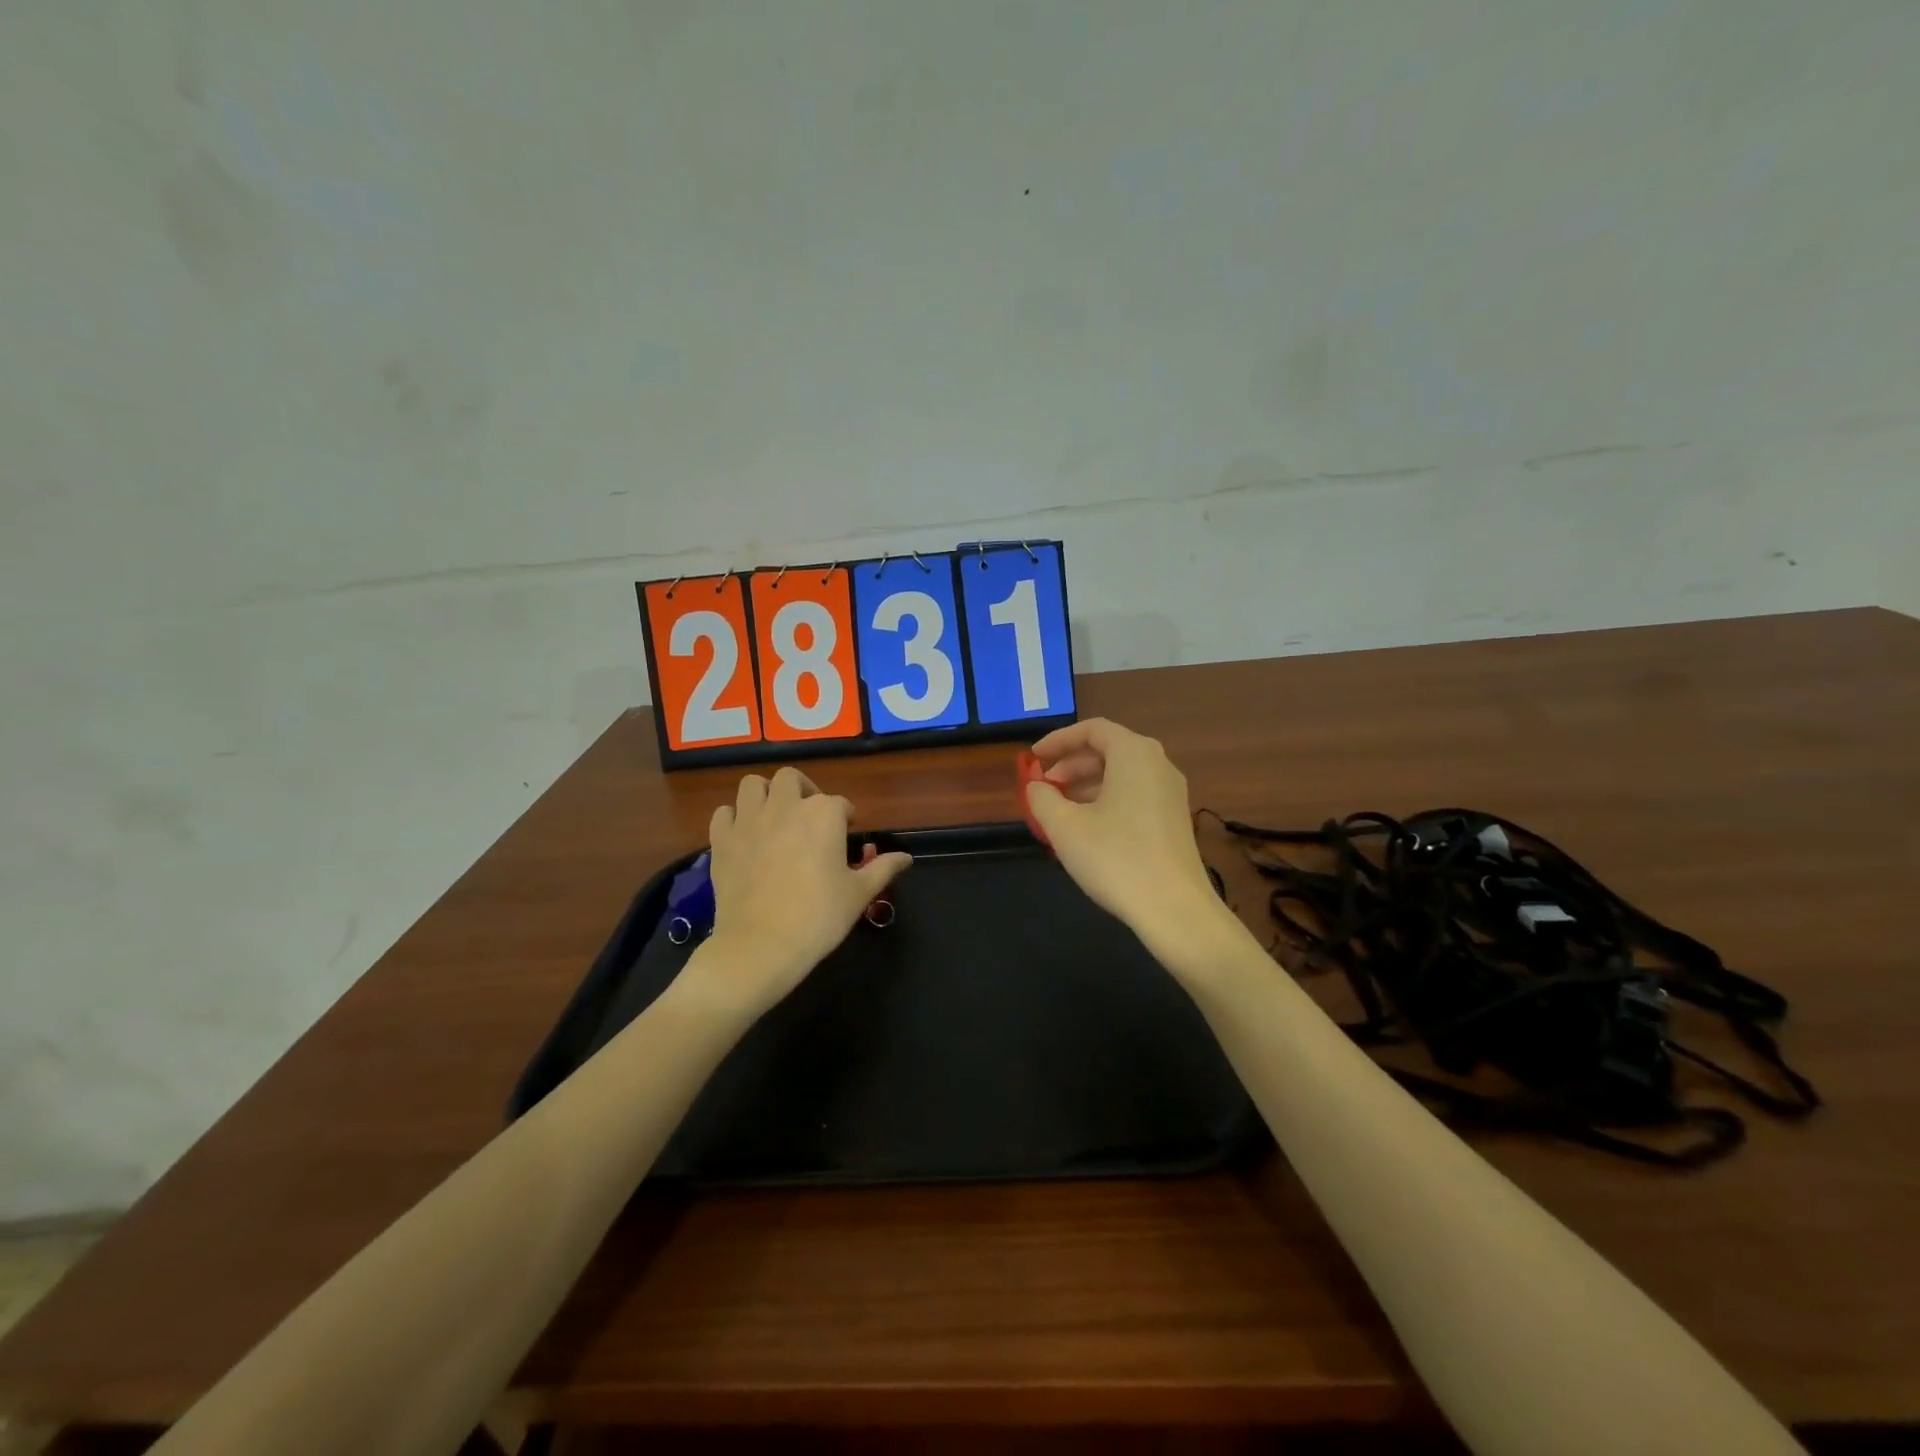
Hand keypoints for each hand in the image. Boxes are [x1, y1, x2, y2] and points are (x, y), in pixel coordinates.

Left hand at [696, 767, 911, 1018]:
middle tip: (809, 815)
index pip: (840, 804)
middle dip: (803, 790)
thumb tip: (906, 857)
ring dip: (765, 794)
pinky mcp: (722, 839)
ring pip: (753, 785)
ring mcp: (749, 820)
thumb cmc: (819, 917)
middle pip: (792, 779)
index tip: (847, 835)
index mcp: (824, 815)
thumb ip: (883, 868)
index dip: (845, 818)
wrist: (762, 946)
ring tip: (774, 816)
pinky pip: (724, 813)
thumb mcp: (859, 894)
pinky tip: (743, 835)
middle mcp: (786, 807)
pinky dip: (734, 818)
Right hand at [1026, 718, 1231, 973]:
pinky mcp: (1174, 819)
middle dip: (1070, 766)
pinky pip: (1134, 795)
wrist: (1174, 909)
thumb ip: (1042, 798)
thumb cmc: (1115, 858)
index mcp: (1134, 754)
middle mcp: (1158, 764)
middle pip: (1108, 750)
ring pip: (1121, 775)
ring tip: (1058, 811)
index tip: (1033, 759)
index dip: (1058, 740)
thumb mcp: (1064, 827)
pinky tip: (1087, 830)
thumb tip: (1036, 786)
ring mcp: (1170, 793)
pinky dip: (1106, 801)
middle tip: (1043, 788)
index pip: (1092, 730)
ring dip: (1086, 786)